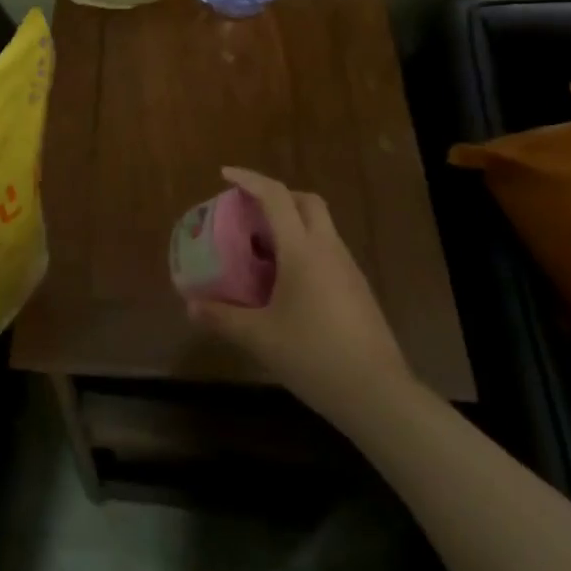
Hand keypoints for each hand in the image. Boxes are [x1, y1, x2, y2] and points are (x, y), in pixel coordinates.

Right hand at [188, 167, 411, 414]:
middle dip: (278, 196)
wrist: (378, 395)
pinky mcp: (359, 291)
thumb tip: (191, 306)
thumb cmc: (313, 355)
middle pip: (306, 202)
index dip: (249, 180)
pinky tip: (289, 282)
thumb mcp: (259, 337)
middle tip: (250, 211)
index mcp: (302, 250)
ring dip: (293, 224)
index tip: (226, 175)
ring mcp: (348, 270)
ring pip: (321, 227)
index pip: (275, 197)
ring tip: (264, 249)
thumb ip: (223, 318)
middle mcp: (328, 249)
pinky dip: (306, 249)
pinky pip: (328, 252)